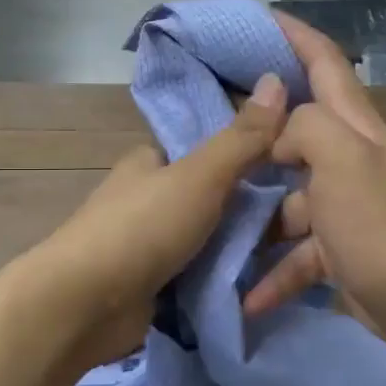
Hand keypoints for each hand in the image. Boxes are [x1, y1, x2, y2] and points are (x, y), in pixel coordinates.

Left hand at [30, 71, 290, 368]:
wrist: (86, 305)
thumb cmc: (143, 228)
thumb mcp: (201, 175)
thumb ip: (242, 138)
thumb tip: (277, 80)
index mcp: (150, 161)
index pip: (205, 149)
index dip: (245, 154)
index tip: (289, 167)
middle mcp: (147, 198)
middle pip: (209, 197)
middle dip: (247, 210)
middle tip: (299, 219)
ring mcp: (147, 244)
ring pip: (206, 239)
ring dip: (238, 248)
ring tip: (292, 252)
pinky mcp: (151, 285)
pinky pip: (197, 275)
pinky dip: (221, 279)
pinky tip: (260, 283)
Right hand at [242, 13, 385, 351]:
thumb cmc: (381, 222)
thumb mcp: (343, 158)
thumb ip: (306, 127)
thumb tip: (278, 138)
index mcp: (354, 128)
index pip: (325, 64)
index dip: (295, 36)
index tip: (258, 18)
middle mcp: (350, 159)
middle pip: (299, 132)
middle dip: (258, 129)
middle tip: (211, 128)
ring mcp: (345, 207)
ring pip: (289, 200)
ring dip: (256, 216)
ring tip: (213, 224)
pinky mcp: (340, 251)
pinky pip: (297, 255)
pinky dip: (274, 274)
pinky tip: (247, 296)